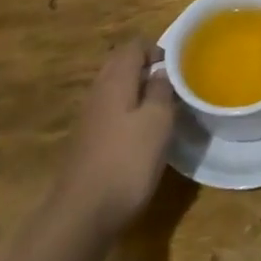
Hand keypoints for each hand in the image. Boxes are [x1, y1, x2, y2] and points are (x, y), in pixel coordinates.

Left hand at [50, 42, 177, 238]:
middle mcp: (98, 91)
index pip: (134, 46)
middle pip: (121, 64)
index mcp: (115, 80)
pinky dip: (127, 112)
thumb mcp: (158, 122)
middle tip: (173, 85)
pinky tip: (142, 134)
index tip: (178, 67)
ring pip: (115, 88)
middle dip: (147, 68)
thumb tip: (160, 71)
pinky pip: (110, 111)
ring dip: (138, 91)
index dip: (157, 49)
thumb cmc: (127, 161)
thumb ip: (161, 90)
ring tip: (162, 108)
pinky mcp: (87, 140)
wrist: (82, 214)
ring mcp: (89, 117)